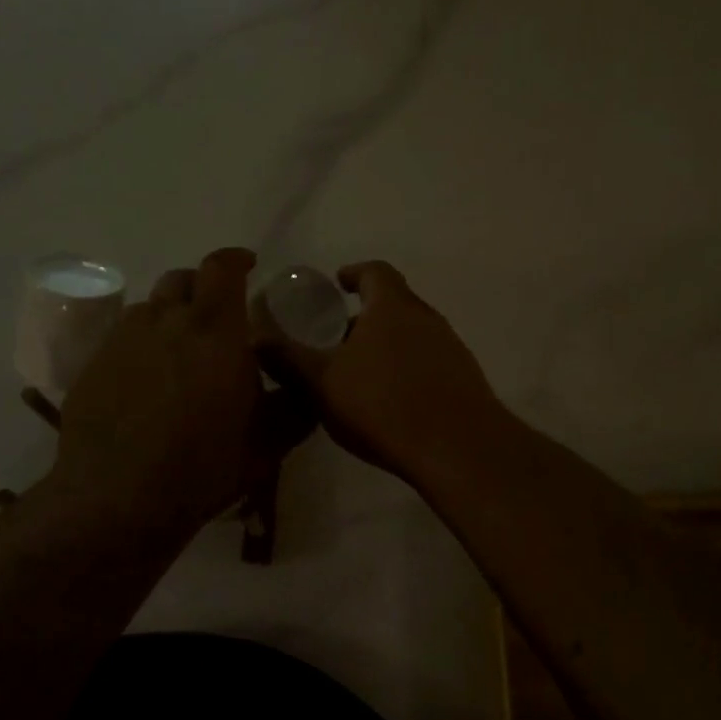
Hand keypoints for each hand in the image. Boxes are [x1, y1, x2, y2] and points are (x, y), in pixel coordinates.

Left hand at [44, 248, 313, 544]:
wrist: (119, 500)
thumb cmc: (205, 465)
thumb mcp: (271, 441)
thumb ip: (296, 405)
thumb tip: (311, 385)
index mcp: (214, 329)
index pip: (221, 268)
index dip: (236, 260)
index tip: (248, 266)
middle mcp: (165, 321)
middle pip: (181, 279)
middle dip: (202, 286)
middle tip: (217, 313)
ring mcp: (122, 342)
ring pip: (148, 308)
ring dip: (169, 314)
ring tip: (180, 346)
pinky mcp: (92, 367)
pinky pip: (121, 338)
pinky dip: (141, 344)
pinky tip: (147, 379)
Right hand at [256, 260, 505, 483]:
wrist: (458, 448)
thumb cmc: (383, 405)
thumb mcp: (322, 382)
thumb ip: (287, 357)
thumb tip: (256, 336)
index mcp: (393, 306)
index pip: (374, 272)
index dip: (354, 273)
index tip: (337, 284)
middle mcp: (427, 317)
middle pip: (395, 303)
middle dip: (367, 316)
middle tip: (339, 338)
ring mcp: (451, 347)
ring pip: (413, 334)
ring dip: (388, 345)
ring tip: (361, 373)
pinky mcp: (465, 378)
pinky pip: (429, 362)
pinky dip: (407, 369)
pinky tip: (392, 400)